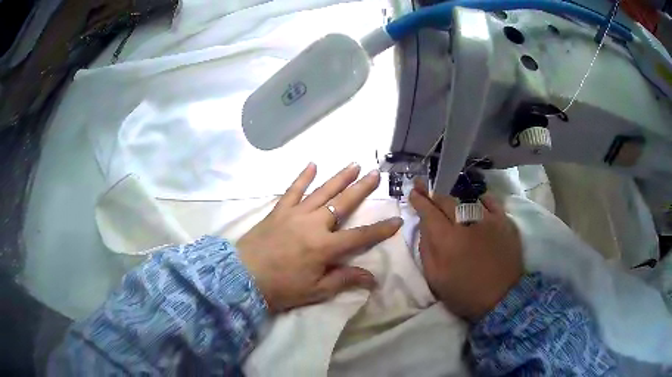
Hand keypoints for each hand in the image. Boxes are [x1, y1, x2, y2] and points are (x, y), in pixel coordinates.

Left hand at [237, 162, 402, 313]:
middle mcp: (314, 224)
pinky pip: (293, 190)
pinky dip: (303, 177)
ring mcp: (295, 214)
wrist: (242, 277)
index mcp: (325, 247)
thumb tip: (373, 279)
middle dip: (362, 188)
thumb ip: (344, 280)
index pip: (360, 236)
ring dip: (339, 177)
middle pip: (343, 203)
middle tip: (375, 173)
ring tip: (354, 165)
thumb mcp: (315, 290)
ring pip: (322, 191)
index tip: (397, 220)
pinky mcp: (279, 210)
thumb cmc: (281, 288)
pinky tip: (312, 164)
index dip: (380, 229)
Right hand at [409, 180, 522, 321]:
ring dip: (454, 198)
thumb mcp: (436, 279)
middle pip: (446, 201)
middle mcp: (466, 223)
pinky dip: (481, 199)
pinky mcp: (504, 222)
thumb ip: (427, 250)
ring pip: (466, 199)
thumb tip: (425, 227)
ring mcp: (488, 220)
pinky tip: (477, 201)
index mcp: (447, 240)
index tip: (413, 192)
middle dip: (432, 192)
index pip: (429, 212)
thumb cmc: (465, 293)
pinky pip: (490, 202)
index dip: (420, 200)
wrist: (502, 298)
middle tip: (423, 184)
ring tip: (447, 196)